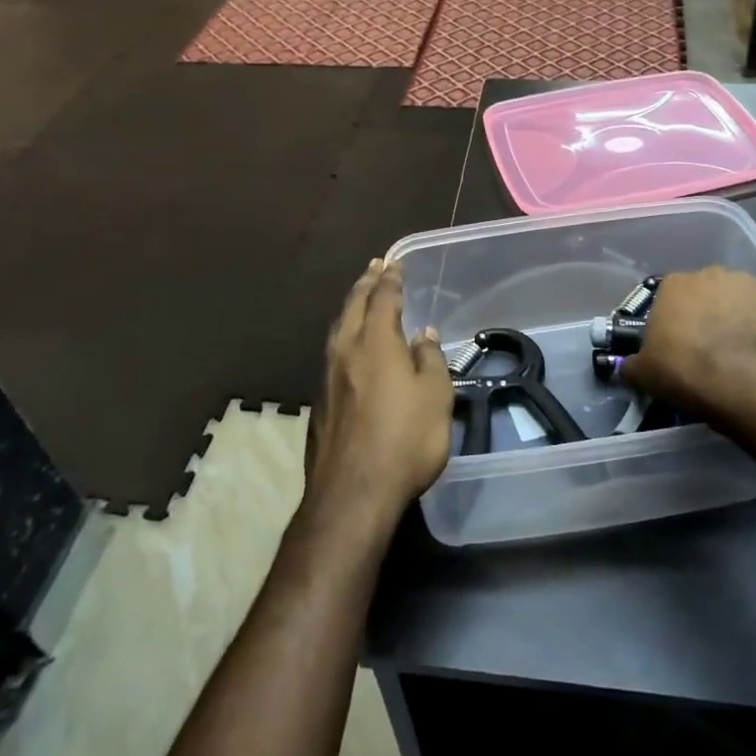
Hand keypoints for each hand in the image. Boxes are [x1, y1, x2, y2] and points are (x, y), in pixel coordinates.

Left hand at [306, 259, 453, 527]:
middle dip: (366, 283)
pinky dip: (344, 335)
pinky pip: (333, 352)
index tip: (394, 263)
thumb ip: (429, 359)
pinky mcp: (320, 402)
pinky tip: (351, 347)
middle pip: (353, 306)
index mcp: (375, 342)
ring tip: (361, 298)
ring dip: (351, 307)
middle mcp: (345, 350)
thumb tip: (422, 334)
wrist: (352, 492)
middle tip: (375, 267)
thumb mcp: (435, 397)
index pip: (382, 298)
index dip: (390, 279)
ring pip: (338, 328)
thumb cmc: (404, 439)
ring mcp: (327, 376)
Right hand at [621, 267, 755, 422]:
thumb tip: (626, 365)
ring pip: (736, 298)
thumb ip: (631, 362)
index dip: (672, 318)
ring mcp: (746, 284)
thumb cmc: (681, 369)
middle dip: (704, 312)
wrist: (737, 382)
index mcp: (674, 283)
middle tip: (704, 344)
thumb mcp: (642, 372)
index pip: (669, 295)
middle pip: (704, 292)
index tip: (675, 341)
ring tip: (734, 348)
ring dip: (733, 315)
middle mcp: (709, 273)